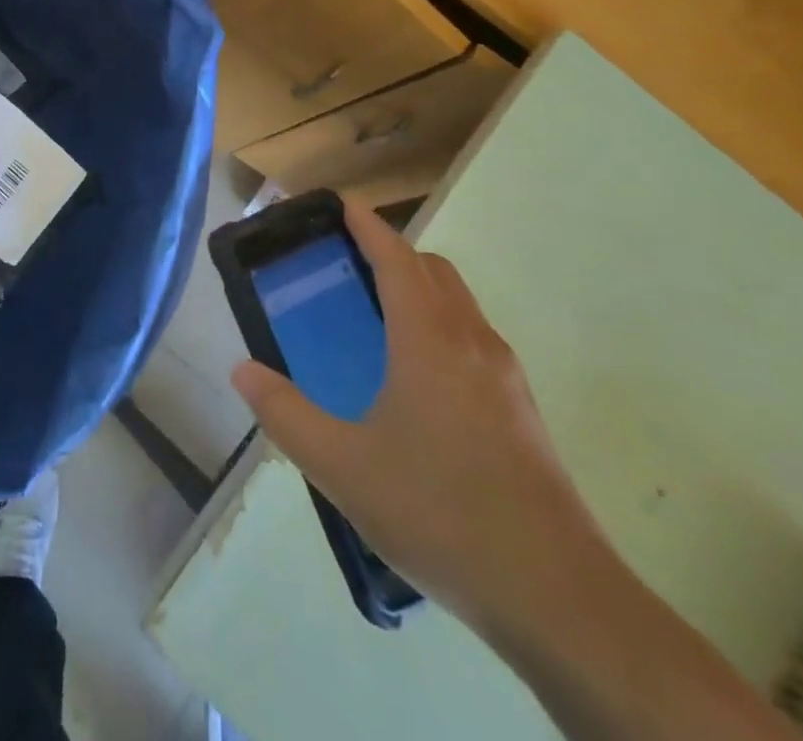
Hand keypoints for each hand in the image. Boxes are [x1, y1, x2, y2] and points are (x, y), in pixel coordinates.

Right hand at [231, 200, 608, 636]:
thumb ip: (285, 414)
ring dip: (420, 290)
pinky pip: (474, 341)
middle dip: (392, 253)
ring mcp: (506, 379)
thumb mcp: (342, 467)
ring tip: (374, 320)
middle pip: (434, 271)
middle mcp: (473, 343)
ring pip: (460, 306)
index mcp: (429, 340)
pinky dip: (440, 328)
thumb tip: (242, 371)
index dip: (367, 225)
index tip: (341, 204)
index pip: (396, 258)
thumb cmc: (441, 512)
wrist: (559, 599)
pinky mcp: (523, 413)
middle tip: (346, 266)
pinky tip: (414, 382)